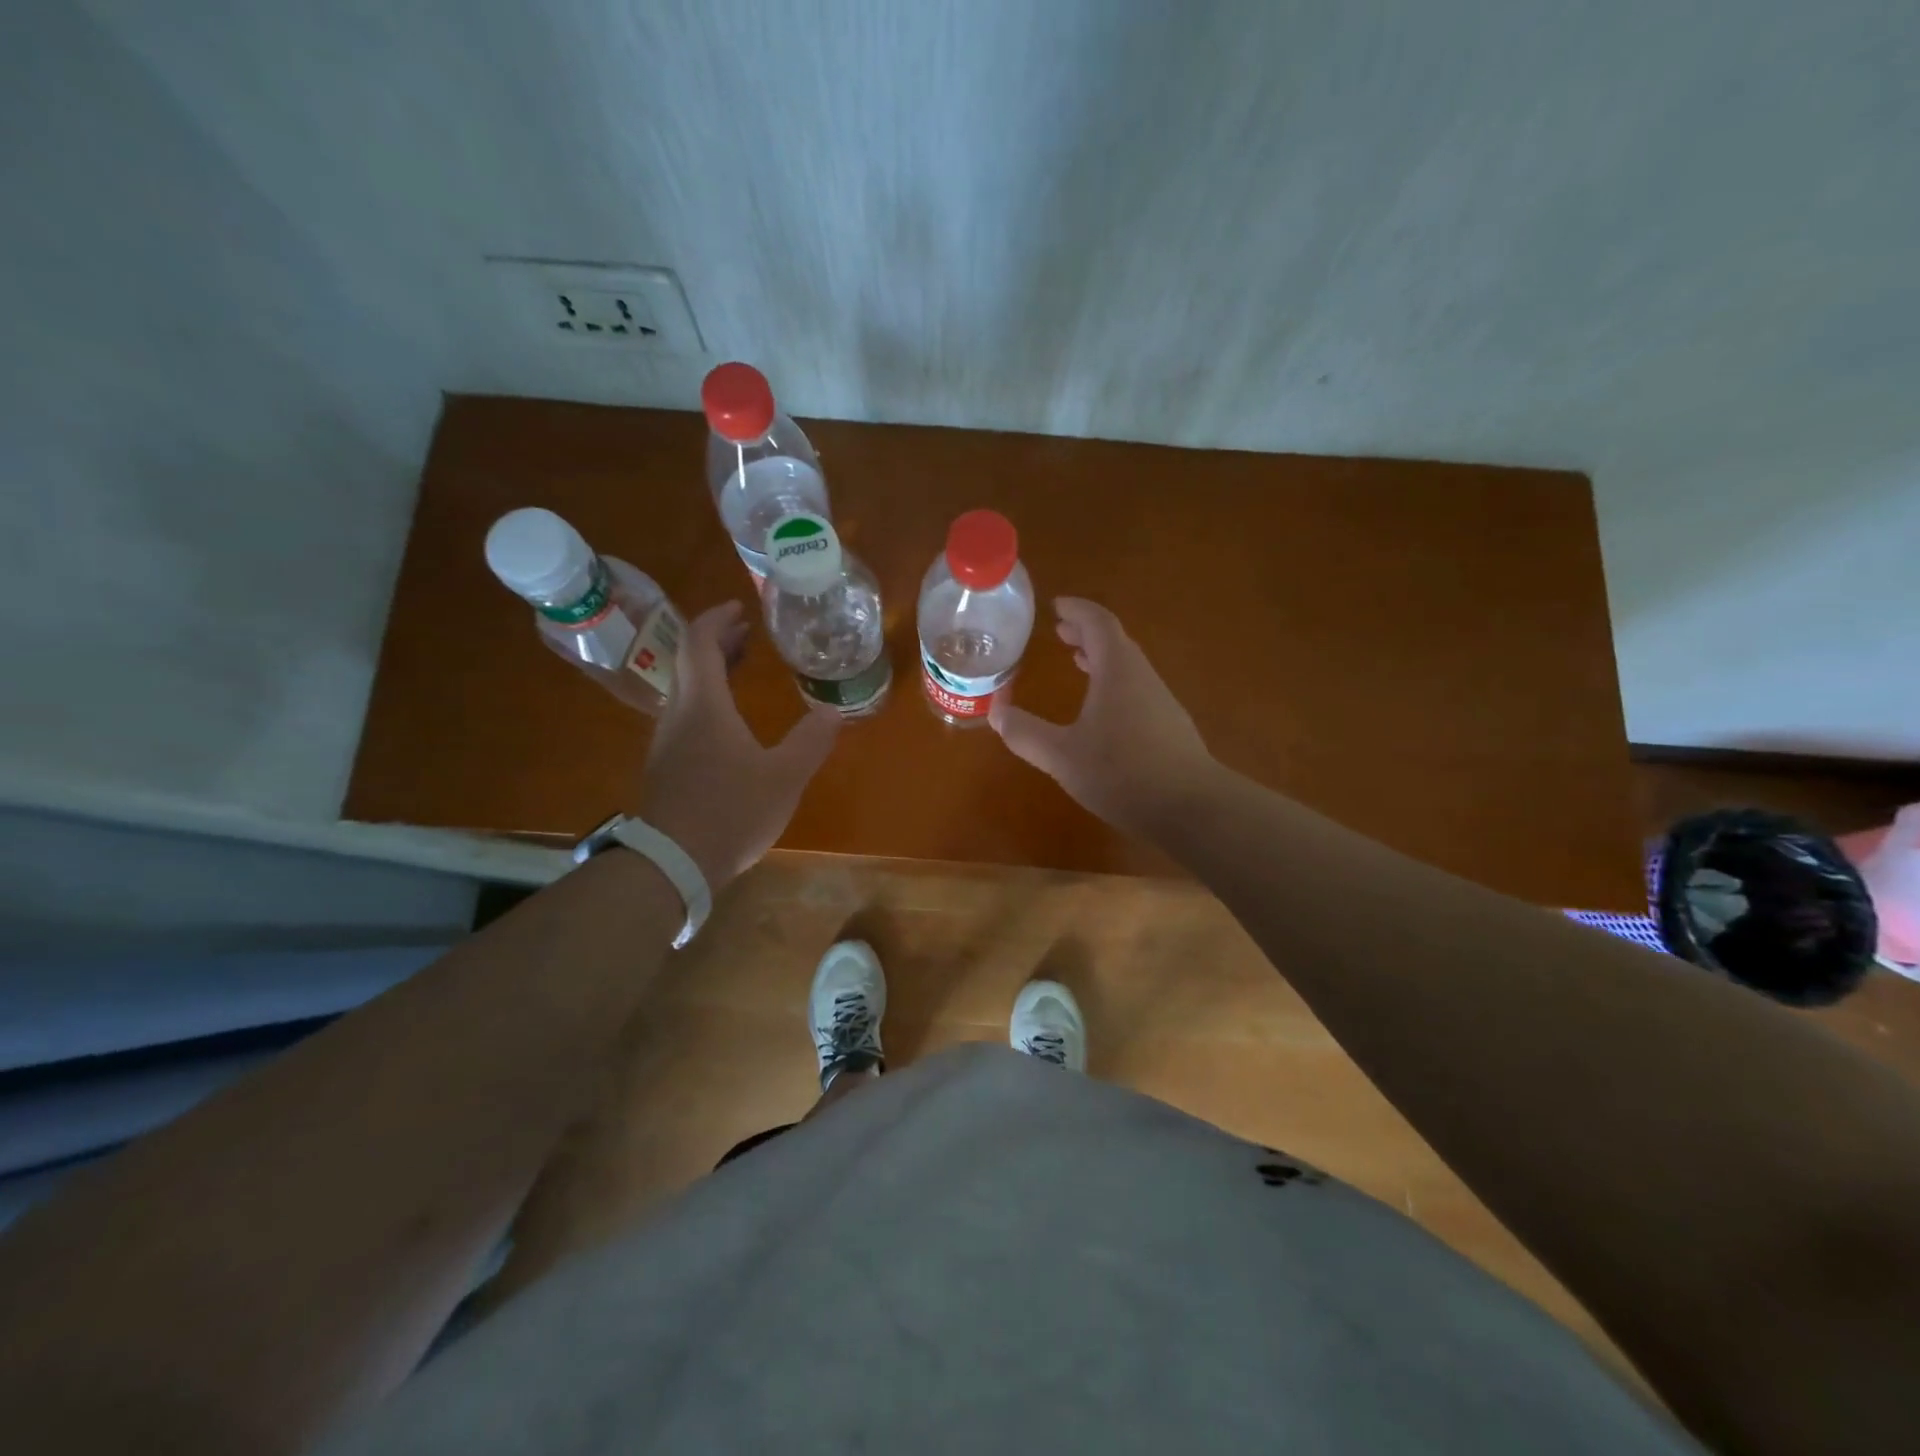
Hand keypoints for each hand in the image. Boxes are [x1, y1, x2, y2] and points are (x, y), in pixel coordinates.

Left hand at [634, 602, 840, 888]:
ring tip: (743, 668)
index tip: (741, 608)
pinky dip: (708, 699)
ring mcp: (667, 741)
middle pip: (690, 661)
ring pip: (686, 689)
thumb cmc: (731, 811)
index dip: (718, 619)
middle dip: (719, 642)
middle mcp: (678, 714)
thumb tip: (834, 713)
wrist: (673, 863)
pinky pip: (685, 715)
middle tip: (749, 634)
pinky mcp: (666, 766)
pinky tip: (730, 722)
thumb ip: (811, 741)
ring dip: (713, 671)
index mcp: (704, 705)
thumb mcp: (785, 777)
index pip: (699, 642)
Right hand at [990, 597, 1218, 838]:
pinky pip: (1136, 689)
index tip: (1056, 605)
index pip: (1098, 623)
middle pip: (1115, 641)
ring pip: (1128, 667)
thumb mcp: (1062, 756)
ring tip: (1078, 662)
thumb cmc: (1123, 773)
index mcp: (1118, 671)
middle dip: (1086, 633)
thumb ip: (1026, 734)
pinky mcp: (1169, 727)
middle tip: (1060, 632)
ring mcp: (1161, 702)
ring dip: (1102, 658)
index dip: (1076, 610)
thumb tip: (996, 712)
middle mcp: (1142, 677)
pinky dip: (1114, 683)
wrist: (1192, 808)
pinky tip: (1102, 711)